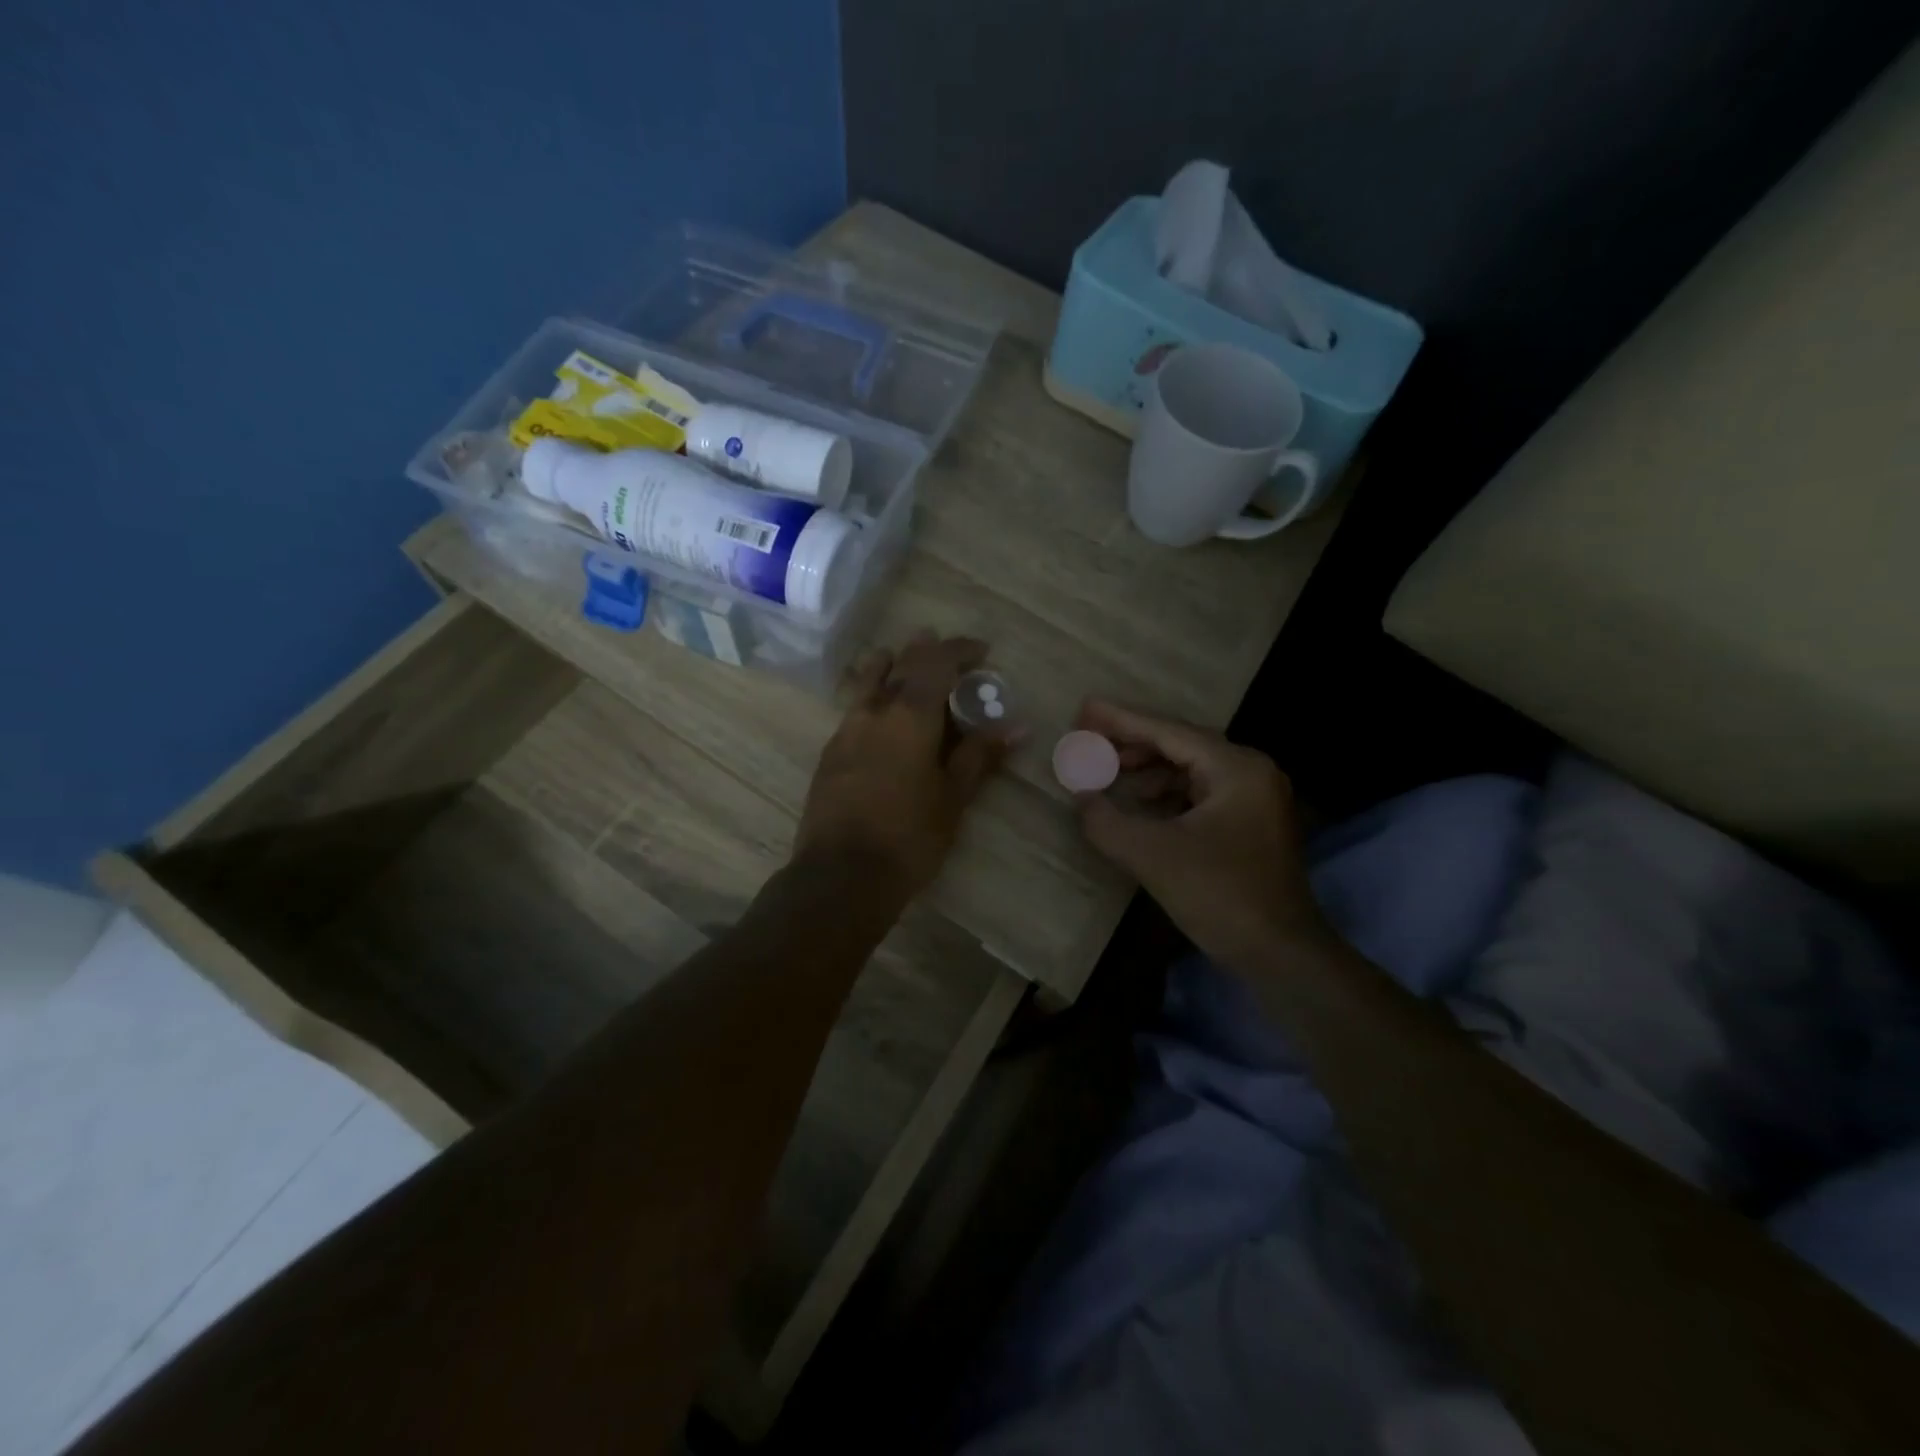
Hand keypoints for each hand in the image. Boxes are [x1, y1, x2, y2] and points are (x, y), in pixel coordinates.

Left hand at [795, 633, 1010, 903]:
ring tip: (901, 661)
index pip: (937, 663)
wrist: (842, 875)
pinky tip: (880, 713)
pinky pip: (853, 707)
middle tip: (945, 650)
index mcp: (909, 715)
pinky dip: (871, 695)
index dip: (960, 650)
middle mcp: (873, 711)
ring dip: (889, 665)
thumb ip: (980, 755)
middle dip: (925, 651)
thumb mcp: (953, 797)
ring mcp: (845, 729)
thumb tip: (1015, 726)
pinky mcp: (830, 752)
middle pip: (899, 664)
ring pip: (866, 681)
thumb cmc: (909, 836)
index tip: (982, 651)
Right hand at [1074, 699, 1327, 968]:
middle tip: (1089, 741)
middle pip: (1181, 745)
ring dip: (1148, 770)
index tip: (1085, 709)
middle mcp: (1251, 772)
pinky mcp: (1250, 825)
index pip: (1169, 732)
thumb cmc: (1220, 895)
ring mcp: (1255, 799)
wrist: (1281, 955)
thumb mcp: (1152, 856)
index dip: (1122, 720)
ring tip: (1107, 773)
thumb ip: (1107, 821)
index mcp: (1236, 768)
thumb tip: (1080, 797)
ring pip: (1191, 770)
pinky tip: (1139, 804)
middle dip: (1132, 744)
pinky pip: (1200, 794)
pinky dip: (1166, 795)